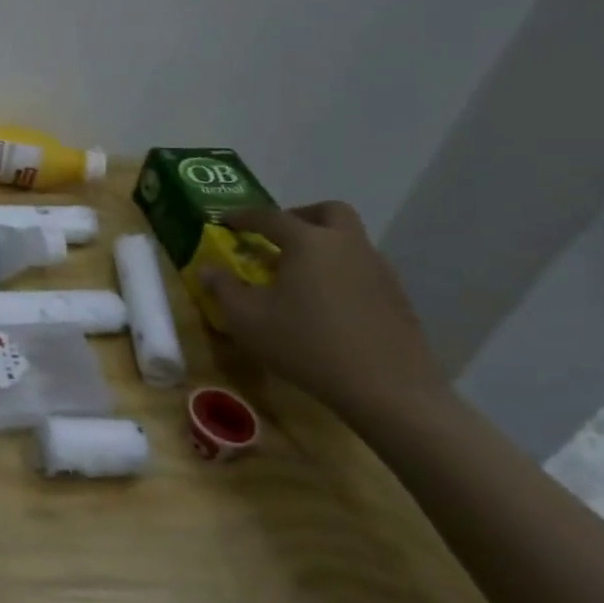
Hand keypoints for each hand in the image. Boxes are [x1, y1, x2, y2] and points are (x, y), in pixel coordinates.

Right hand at [201, 201, 444, 419]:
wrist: (388, 391)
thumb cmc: (307, 345)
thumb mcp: (247, 319)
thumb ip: (222, 288)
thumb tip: (206, 268)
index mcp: (309, 242)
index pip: (270, 216)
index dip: (244, 216)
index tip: (226, 221)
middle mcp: (347, 245)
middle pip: (329, 212)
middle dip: (300, 216)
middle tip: (277, 237)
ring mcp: (379, 270)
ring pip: (350, 241)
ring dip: (324, 245)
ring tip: (299, 275)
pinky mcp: (398, 298)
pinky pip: (364, 269)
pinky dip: (342, 272)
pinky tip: (328, 303)